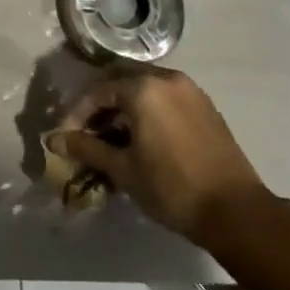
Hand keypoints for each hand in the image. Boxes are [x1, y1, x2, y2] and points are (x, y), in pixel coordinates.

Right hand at [50, 65, 264, 246]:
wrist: (236, 211)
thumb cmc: (172, 188)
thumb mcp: (123, 169)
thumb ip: (86, 148)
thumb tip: (53, 140)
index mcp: (143, 87)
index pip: (98, 91)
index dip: (77, 114)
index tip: (66, 138)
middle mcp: (166, 78)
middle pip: (121, 82)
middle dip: (100, 106)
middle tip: (88, 134)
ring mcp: (189, 90)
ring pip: (145, 88)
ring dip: (124, 108)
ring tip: (114, 140)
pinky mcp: (205, 106)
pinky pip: (166, 98)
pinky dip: (148, 111)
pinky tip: (143, 139)